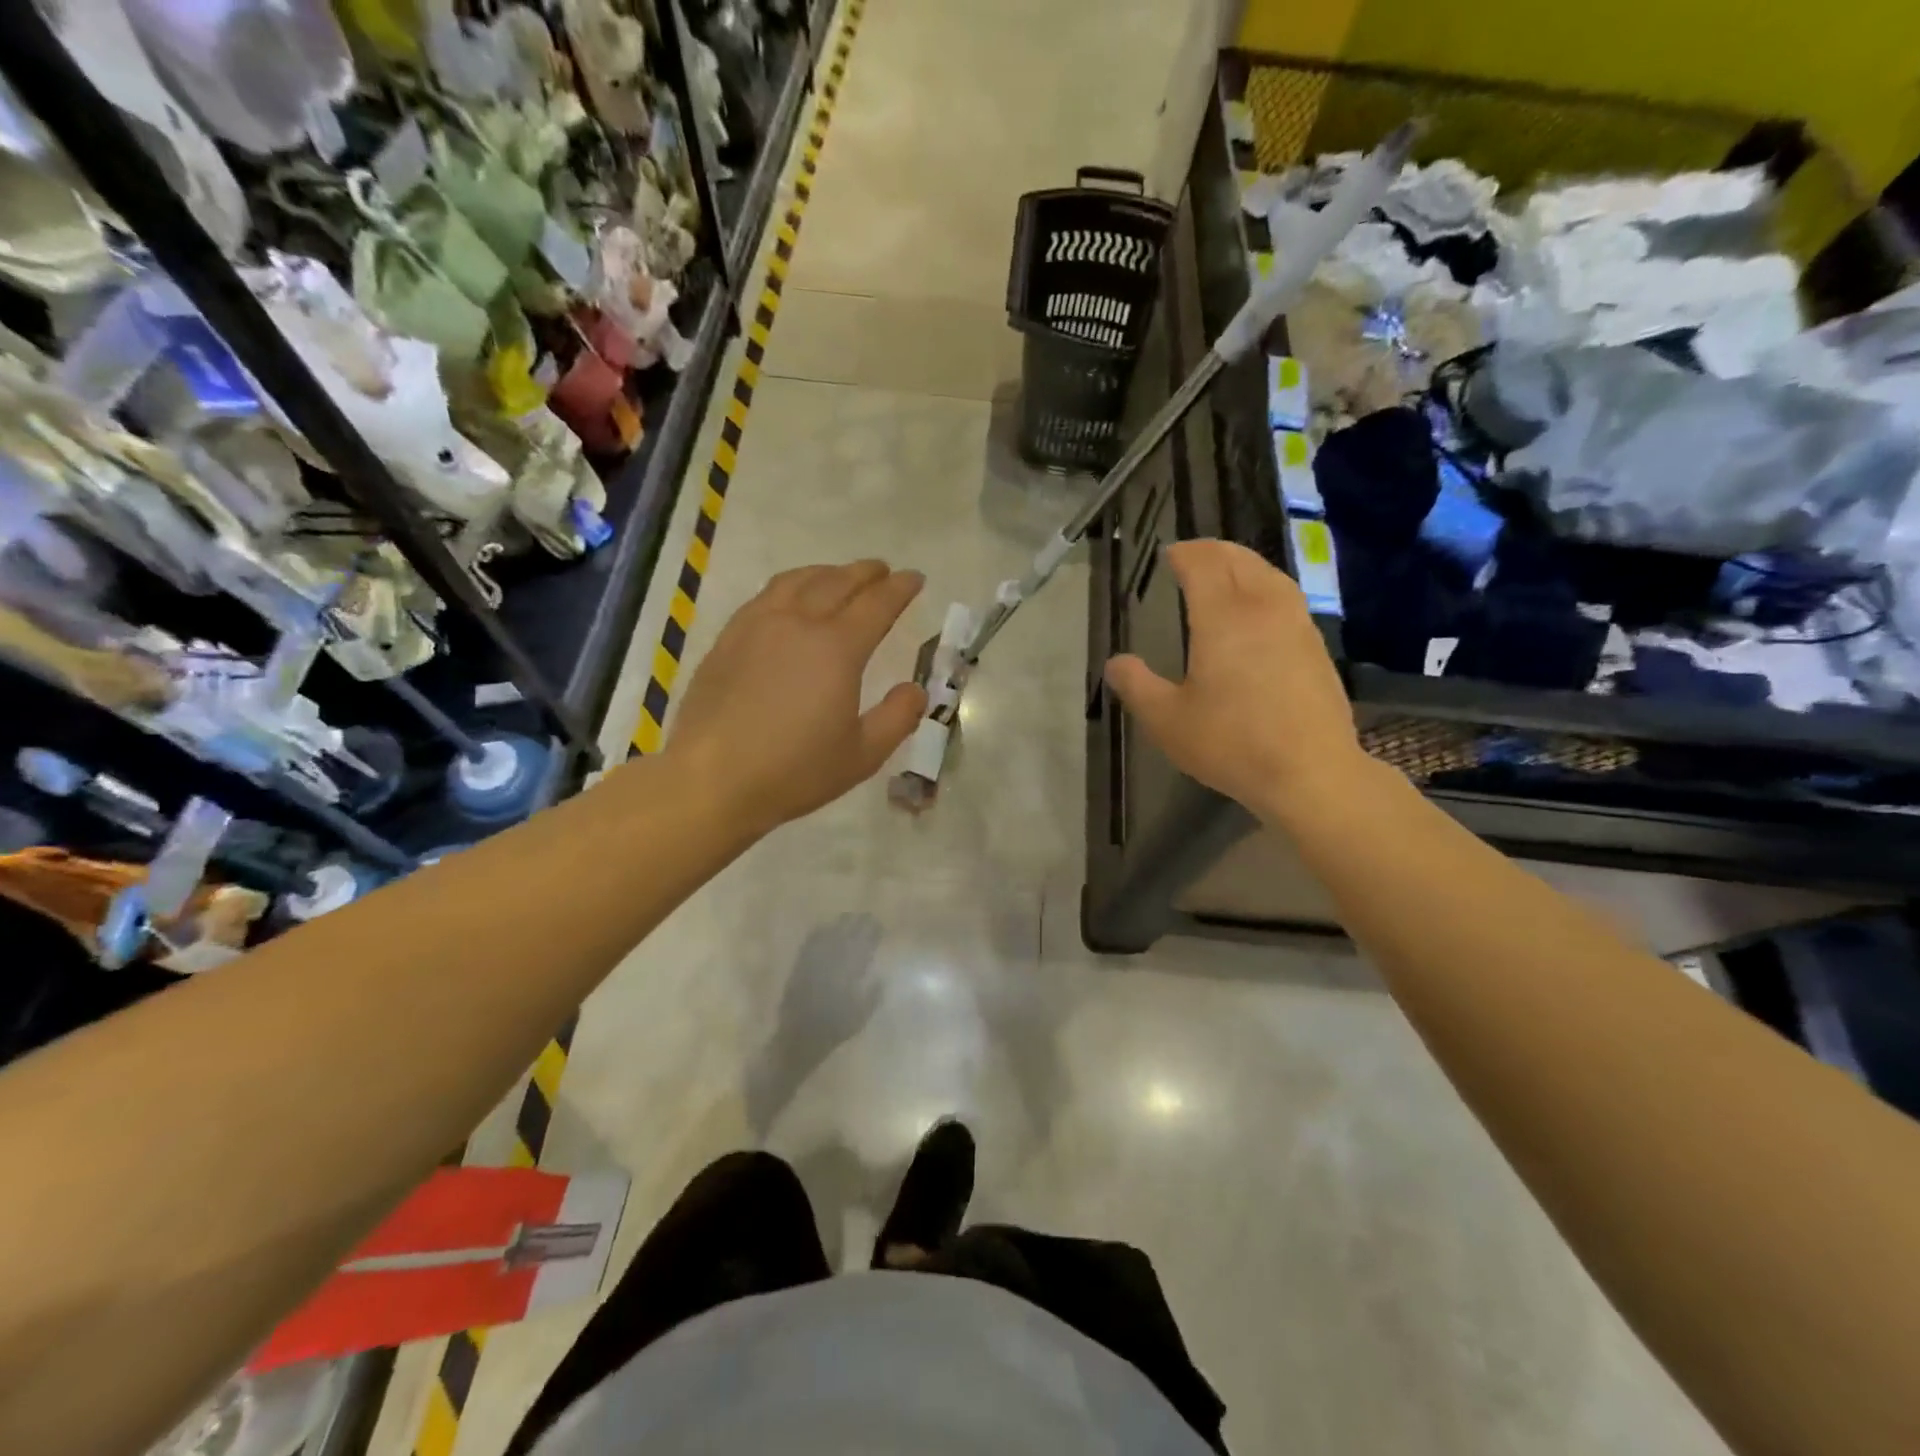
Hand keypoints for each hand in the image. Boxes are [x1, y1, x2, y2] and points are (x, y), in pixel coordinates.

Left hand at [664, 560, 927, 835]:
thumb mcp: (862, 755)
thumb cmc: (794, 771)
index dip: (900, 588)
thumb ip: (897, 718)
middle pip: (837, 582)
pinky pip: (766, 596)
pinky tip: (790, 599)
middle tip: (883, 571)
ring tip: (839, 576)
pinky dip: (790, 585)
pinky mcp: (728, 638)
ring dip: (826, 572)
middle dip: (866, 573)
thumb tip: (916, 690)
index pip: (877, 604)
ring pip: (797, 581)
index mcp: (837, 649)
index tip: (915, 578)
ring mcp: (757, 626)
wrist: (712, 779)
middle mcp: (798, 623)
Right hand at [1104, 539, 1364, 822]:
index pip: (1203, 565)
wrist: (1310, 773)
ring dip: (1244, 563)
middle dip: (1213, 550)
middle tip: (1191, 555)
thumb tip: (1116, 663)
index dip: (1184, 554)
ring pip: (1270, 574)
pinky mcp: (1315, 647)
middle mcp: (1262, 609)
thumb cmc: (1232, 744)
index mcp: (1223, 618)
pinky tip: (1260, 609)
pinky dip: (1266, 586)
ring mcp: (1296, 625)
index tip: (1168, 555)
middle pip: (1239, 560)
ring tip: (1226, 571)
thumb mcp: (1167, 721)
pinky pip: (1287, 597)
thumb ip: (1136, 686)